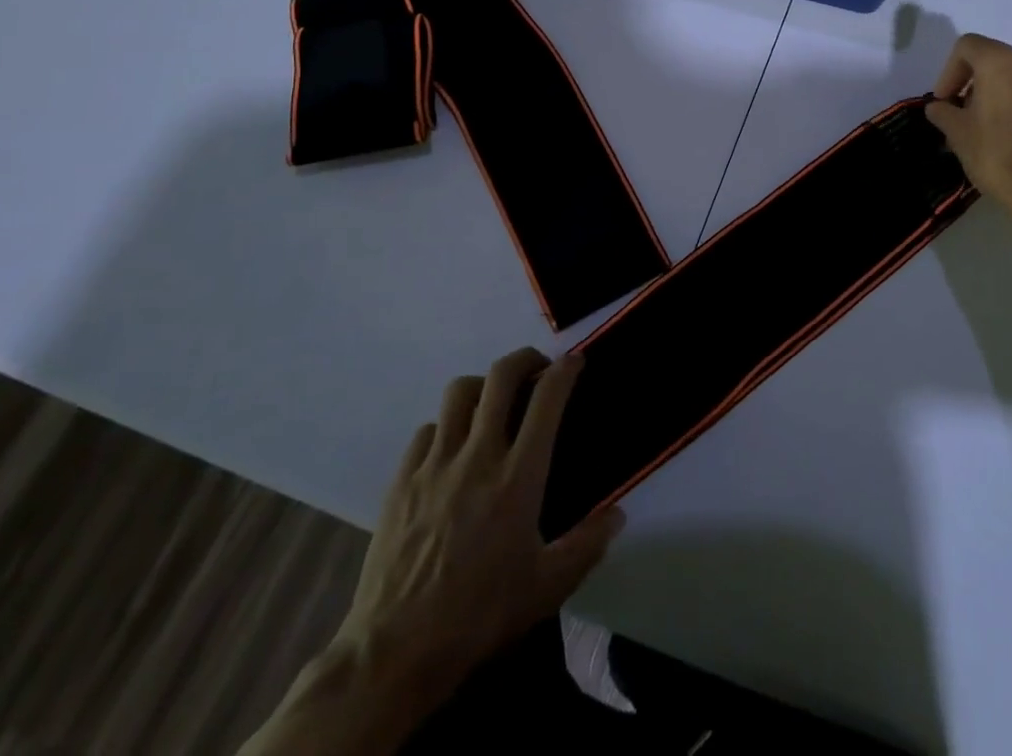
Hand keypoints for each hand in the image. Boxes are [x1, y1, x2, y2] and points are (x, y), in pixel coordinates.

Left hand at [335, 348, 624, 705]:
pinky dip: (446, 427)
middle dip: (525, 359)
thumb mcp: (547, 589)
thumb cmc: (479, 616)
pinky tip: (451, 450)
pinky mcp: (401, 480)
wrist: (394, 653)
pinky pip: (427, 430)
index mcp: (518, 478)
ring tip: (493, 404)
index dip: (565, 370)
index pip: (547, 399)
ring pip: (459, 392)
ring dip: (483, 387)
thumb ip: (587, 545)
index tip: (575, 362)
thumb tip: (618, 514)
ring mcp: (435, 464)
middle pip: (501, 376)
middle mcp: (478, 456)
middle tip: (537, 369)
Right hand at [924, 33, 1011, 216]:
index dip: (949, 71)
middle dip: (977, 84)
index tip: (945, 101)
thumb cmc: (997, 155)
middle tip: (966, 115)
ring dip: (1004, 97)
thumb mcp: (958, 134)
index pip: (967, 46)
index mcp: (1001, 63)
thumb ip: (943, 112)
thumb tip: (938, 107)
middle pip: (996, 61)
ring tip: (994, 130)